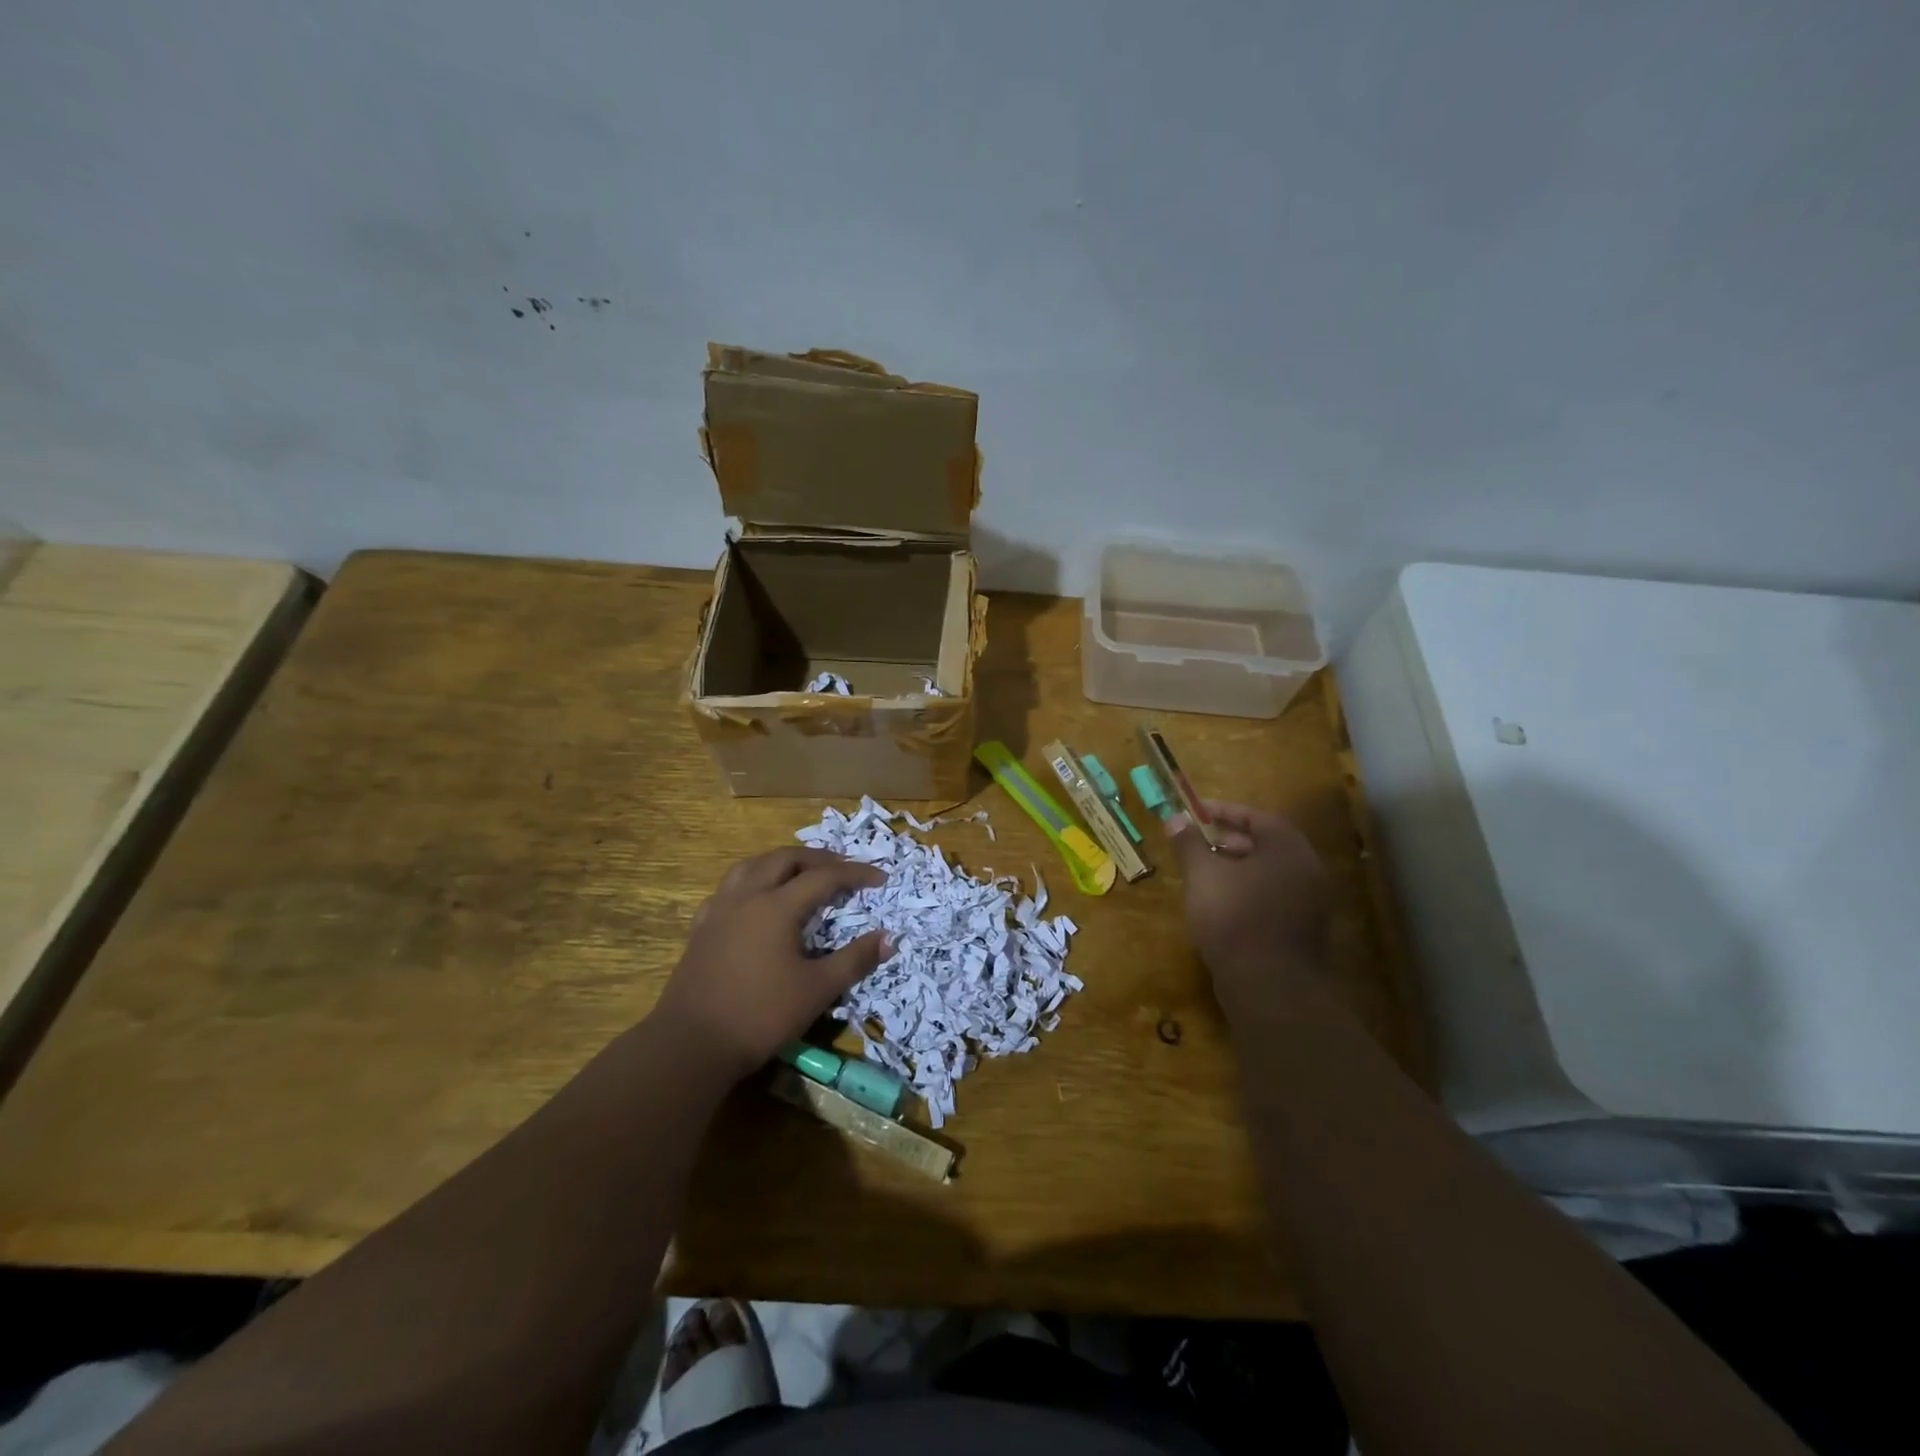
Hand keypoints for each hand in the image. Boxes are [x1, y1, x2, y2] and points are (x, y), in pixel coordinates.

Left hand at [653, 847, 887, 1079]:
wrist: (691, 1044)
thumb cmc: (760, 1015)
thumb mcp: (817, 990)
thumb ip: (855, 960)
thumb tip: (890, 937)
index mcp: (777, 906)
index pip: (824, 877)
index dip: (855, 874)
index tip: (881, 878)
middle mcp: (747, 897)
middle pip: (785, 859)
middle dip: (818, 858)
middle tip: (843, 868)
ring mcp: (719, 910)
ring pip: (752, 865)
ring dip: (782, 861)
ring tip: (801, 871)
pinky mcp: (701, 928)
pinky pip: (729, 888)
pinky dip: (752, 881)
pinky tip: (755, 898)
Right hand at [1169, 801, 1332, 1021]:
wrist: (1269, 986)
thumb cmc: (1234, 917)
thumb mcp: (1203, 875)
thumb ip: (1189, 843)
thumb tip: (1175, 818)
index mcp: (1288, 849)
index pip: (1257, 817)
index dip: (1224, 811)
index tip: (1196, 812)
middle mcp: (1307, 870)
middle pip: (1267, 844)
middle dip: (1230, 839)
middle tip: (1199, 842)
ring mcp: (1311, 903)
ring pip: (1270, 873)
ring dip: (1238, 867)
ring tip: (1205, 872)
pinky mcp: (1305, 931)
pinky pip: (1275, 897)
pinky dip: (1249, 891)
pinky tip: (1222, 904)